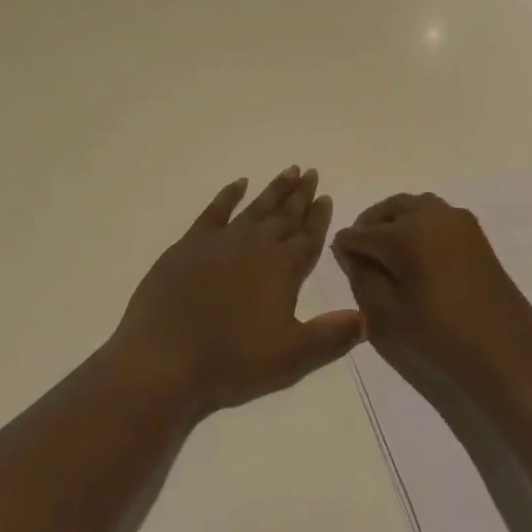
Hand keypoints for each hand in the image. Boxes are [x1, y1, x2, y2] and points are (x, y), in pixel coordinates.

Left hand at [108, 167, 362, 418]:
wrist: (166, 357)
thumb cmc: (232, 361)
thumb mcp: (291, 358)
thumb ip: (330, 336)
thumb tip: (365, 318)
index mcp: (283, 269)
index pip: (309, 237)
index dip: (319, 217)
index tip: (327, 196)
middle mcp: (257, 245)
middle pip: (285, 215)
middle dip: (301, 195)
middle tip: (312, 172)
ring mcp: (222, 240)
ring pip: (257, 207)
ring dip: (275, 189)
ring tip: (290, 170)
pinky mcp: (191, 243)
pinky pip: (216, 210)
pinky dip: (229, 194)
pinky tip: (239, 183)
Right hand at [332, 193, 531, 404]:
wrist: (506, 354)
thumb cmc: (441, 337)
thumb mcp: (388, 314)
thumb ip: (363, 277)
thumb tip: (349, 253)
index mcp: (407, 232)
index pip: (363, 233)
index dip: (347, 246)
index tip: (336, 256)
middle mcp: (432, 214)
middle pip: (390, 208)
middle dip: (371, 224)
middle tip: (360, 250)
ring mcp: (458, 221)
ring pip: (416, 206)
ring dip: (396, 220)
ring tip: (388, 251)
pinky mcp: (475, 233)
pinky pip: (437, 216)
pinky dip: (420, 224)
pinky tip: (417, 254)